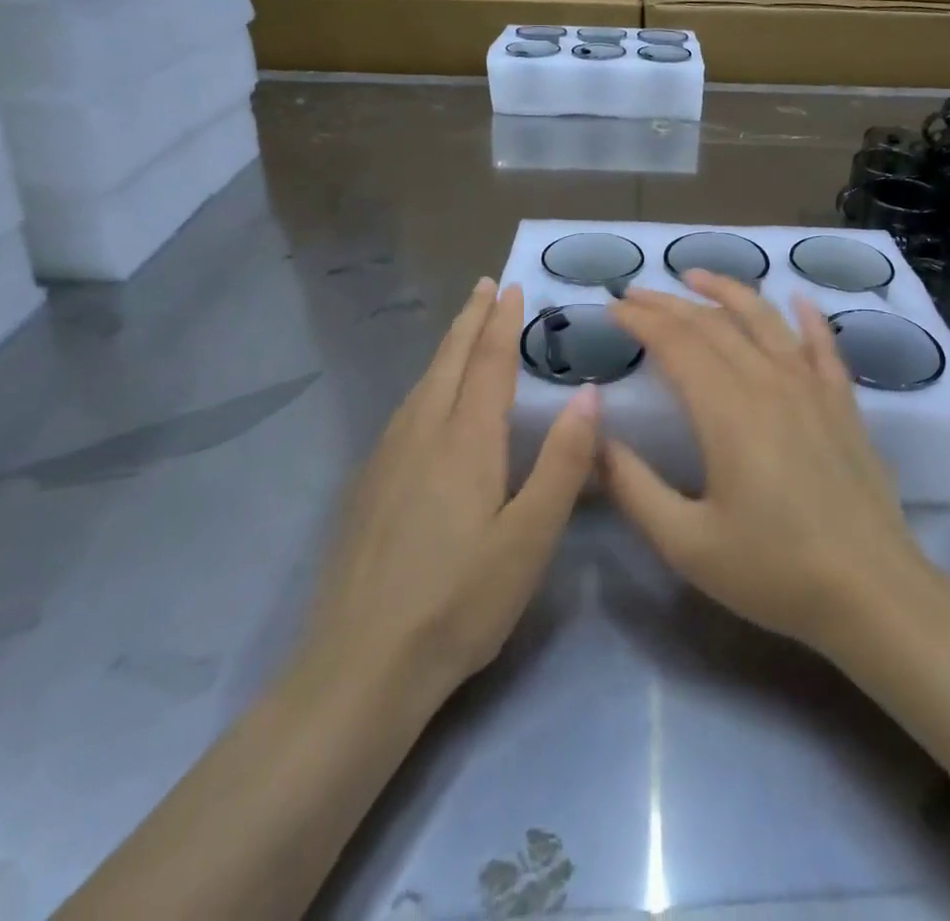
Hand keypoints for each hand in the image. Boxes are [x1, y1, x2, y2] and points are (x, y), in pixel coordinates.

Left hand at [299, 278, 597, 706]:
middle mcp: (422, 433)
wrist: (361, 664)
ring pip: (422, 383)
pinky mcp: (369, 485)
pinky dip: (427, 381)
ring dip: (448, 347)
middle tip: (485, 285)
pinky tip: (429, 398)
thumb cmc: (461, 600)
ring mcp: (388, 458)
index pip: (488, 362)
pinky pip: (405, 409)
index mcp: (465, 440)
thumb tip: (587, 392)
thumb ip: (562, 462)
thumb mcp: (530, 538)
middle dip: (470, 320)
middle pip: (449, 360)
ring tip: (463, 328)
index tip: (513, 287)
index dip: (502, 323)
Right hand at [602, 271, 932, 655]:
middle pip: (712, 325)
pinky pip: (824, 346)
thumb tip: (595, 440)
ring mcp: (812, 388)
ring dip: (727, 291)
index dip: (640, 321)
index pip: (675, 344)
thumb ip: (633, 487)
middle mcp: (768, 383)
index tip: (612, 309)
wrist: (873, 595)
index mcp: (727, 411)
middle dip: (668, 303)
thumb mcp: (686, 543)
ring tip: (696, 275)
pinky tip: (797, 298)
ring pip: (764, 321)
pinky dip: (807, 317)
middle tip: (635, 293)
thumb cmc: (774, 571)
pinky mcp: (843, 403)